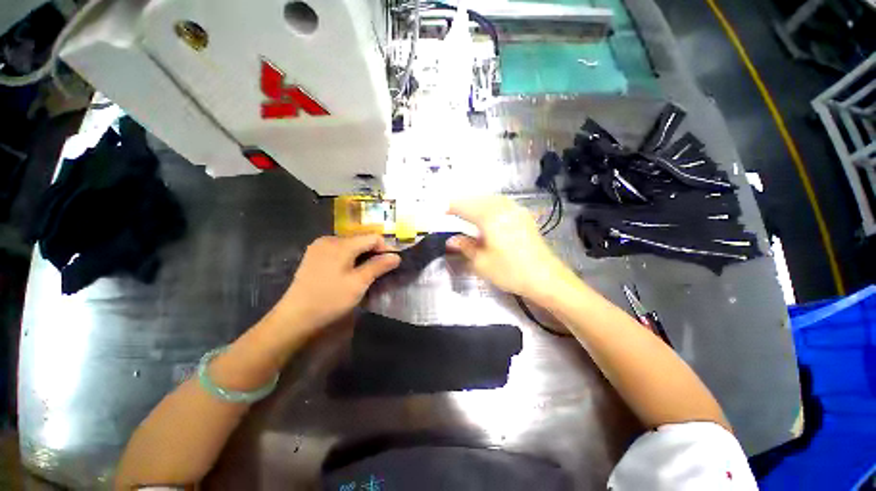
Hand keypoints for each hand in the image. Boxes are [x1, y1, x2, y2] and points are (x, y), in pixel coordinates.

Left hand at [272, 235, 399, 338]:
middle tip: (379, 271)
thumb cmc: (330, 299)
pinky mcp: (313, 256)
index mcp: (341, 244)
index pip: (372, 237)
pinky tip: (349, 273)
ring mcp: (319, 247)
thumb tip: (396, 256)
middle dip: (373, 253)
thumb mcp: (359, 283)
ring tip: (366, 273)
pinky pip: (338, 251)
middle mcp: (329, 239)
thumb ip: (378, 266)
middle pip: (360, 240)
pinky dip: (349, 259)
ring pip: (350, 246)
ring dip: (362, 256)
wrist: (295, 317)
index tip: (391, 264)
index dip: (385, 248)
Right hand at [447, 196, 576, 300]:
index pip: (465, 207)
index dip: (450, 207)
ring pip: (491, 199)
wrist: (546, 278)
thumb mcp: (482, 262)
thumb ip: (465, 247)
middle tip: (450, 210)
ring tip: (466, 211)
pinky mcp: (524, 217)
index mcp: (490, 217)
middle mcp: (504, 209)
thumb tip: (451, 240)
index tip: (438, 211)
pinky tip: (487, 214)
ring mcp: (516, 211)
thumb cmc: (510, 271)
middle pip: (478, 199)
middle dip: (463, 202)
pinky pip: (502, 204)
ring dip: (476, 202)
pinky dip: (489, 205)